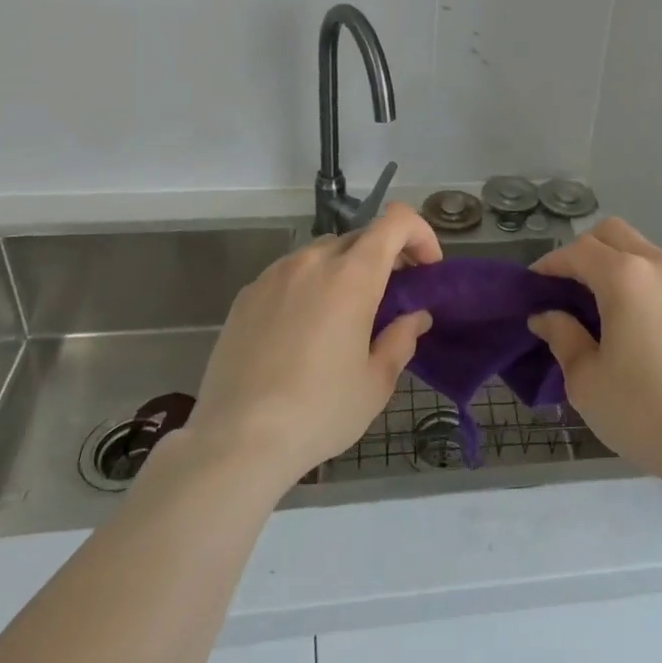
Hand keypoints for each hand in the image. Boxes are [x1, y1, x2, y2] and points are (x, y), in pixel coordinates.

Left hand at [182, 203, 439, 493]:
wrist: (235, 441)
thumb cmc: (318, 412)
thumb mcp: (375, 384)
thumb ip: (401, 339)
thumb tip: (415, 317)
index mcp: (352, 276)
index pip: (395, 221)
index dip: (419, 234)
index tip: (426, 269)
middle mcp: (313, 261)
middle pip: (361, 237)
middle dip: (386, 257)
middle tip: (392, 297)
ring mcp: (275, 274)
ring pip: (323, 253)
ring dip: (345, 270)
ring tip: (345, 316)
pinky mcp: (247, 294)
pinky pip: (290, 274)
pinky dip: (310, 286)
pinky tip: (304, 330)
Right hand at [530, 218, 661, 492]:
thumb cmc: (643, 412)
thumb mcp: (586, 381)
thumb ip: (562, 337)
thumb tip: (547, 316)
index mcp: (626, 278)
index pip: (579, 250)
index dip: (551, 263)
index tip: (536, 284)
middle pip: (616, 234)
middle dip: (587, 250)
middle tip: (571, 286)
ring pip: (651, 256)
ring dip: (625, 269)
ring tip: (615, 311)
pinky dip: (658, 294)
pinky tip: (657, 335)